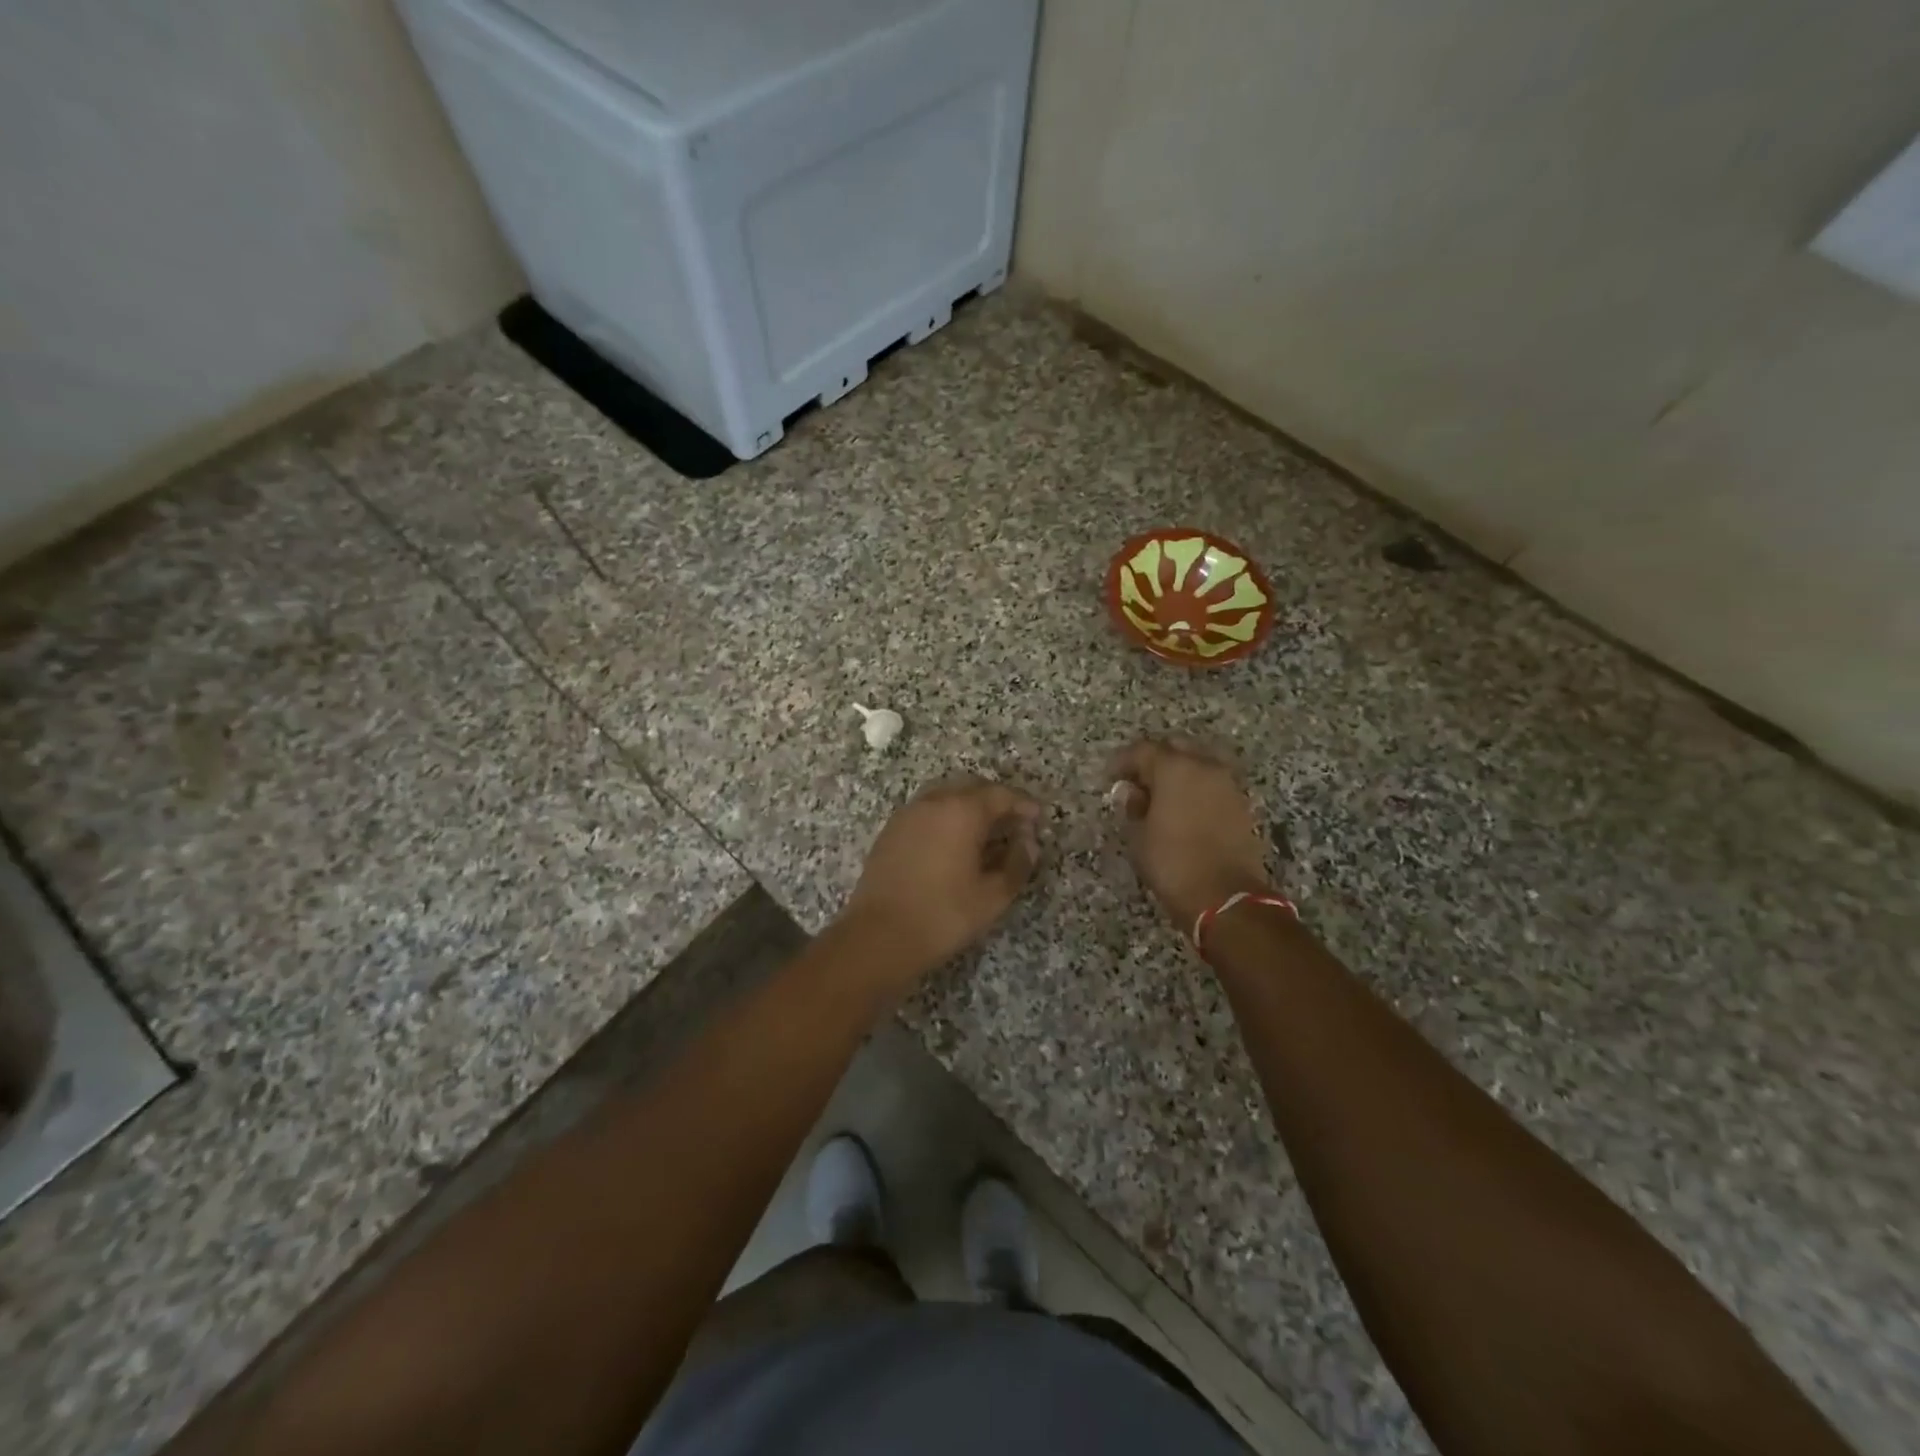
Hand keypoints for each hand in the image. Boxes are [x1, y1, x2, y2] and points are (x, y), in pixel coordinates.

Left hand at [840, 777, 1042, 979]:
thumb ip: (1017, 863)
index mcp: (962, 810)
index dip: (1023, 804)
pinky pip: (926, 811)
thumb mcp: (993, 895)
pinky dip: (946, 817)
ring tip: (984, 834)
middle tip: (1014, 824)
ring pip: (946, 796)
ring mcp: (908, 814)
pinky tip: (952, 844)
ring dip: (969, 807)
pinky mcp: (891, 831)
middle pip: (972, 788)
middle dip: (996, 801)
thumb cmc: (944, 915)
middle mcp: (933, 802)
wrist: (879, 936)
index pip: (1001, 795)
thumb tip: (1029, 842)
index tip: (1038, 818)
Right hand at [1108, 738, 1272, 927]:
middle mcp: (1205, 767)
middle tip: (1137, 781)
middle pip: (1175, 748)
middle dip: (1154, 760)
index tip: (1111, 777)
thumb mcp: (1139, 836)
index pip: (1143, 750)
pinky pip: (1212, 784)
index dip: (1123, 761)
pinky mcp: (1241, 805)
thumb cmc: (1172, 863)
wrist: (1225, 897)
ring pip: (1198, 764)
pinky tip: (1182, 809)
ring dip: (1178, 773)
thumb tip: (1132, 793)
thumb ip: (1133, 807)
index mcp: (1175, 768)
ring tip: (1160, 796)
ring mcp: (1227, 785)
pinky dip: (1196, 789)